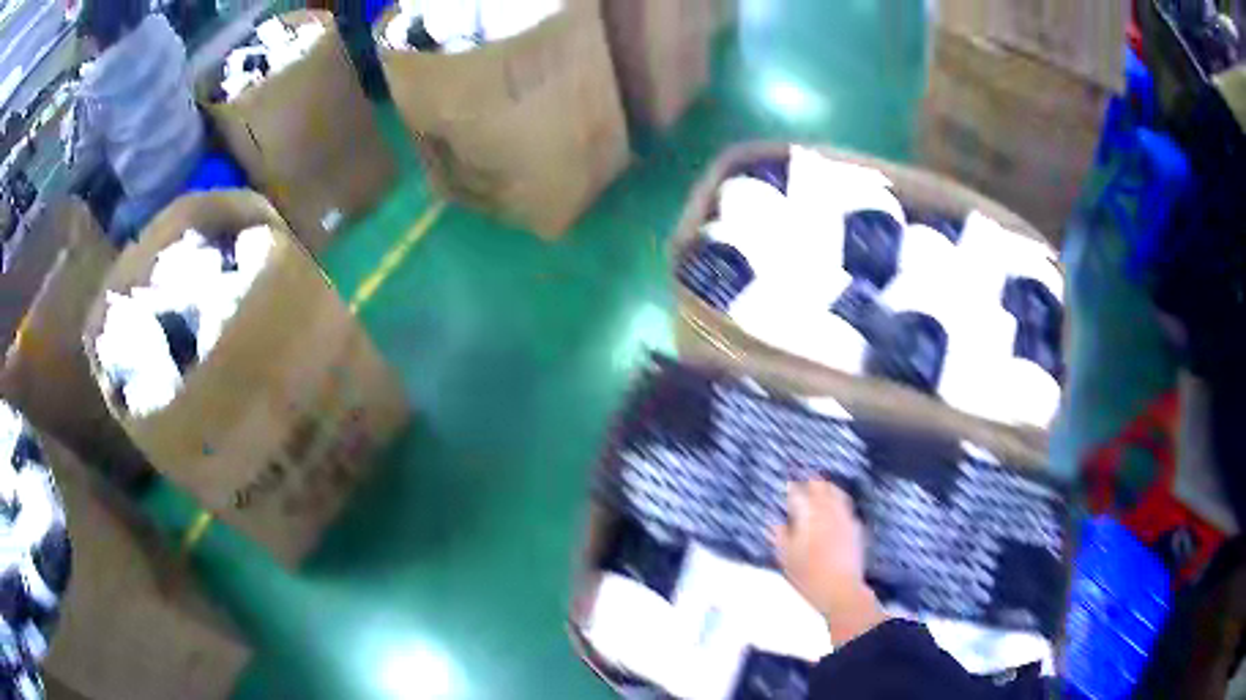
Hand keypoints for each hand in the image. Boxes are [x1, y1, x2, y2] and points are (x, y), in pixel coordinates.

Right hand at [773, 481, 885, 644]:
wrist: (840, 589)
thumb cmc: (807, 575)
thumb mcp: (785, 558)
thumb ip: (780, 536)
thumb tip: (776, 523)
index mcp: (809, 516)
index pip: (798, 493)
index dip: (791, 487)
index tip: (787, 484)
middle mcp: (828, 511)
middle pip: (821, 487)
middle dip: (811, 482)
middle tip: (804, 481)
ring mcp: (845, 518)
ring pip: (837, 494)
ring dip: (828, 488)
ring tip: (822, 488)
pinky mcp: (856, 528)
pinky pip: (847, 507)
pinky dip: (840, 502)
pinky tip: (837, 509)